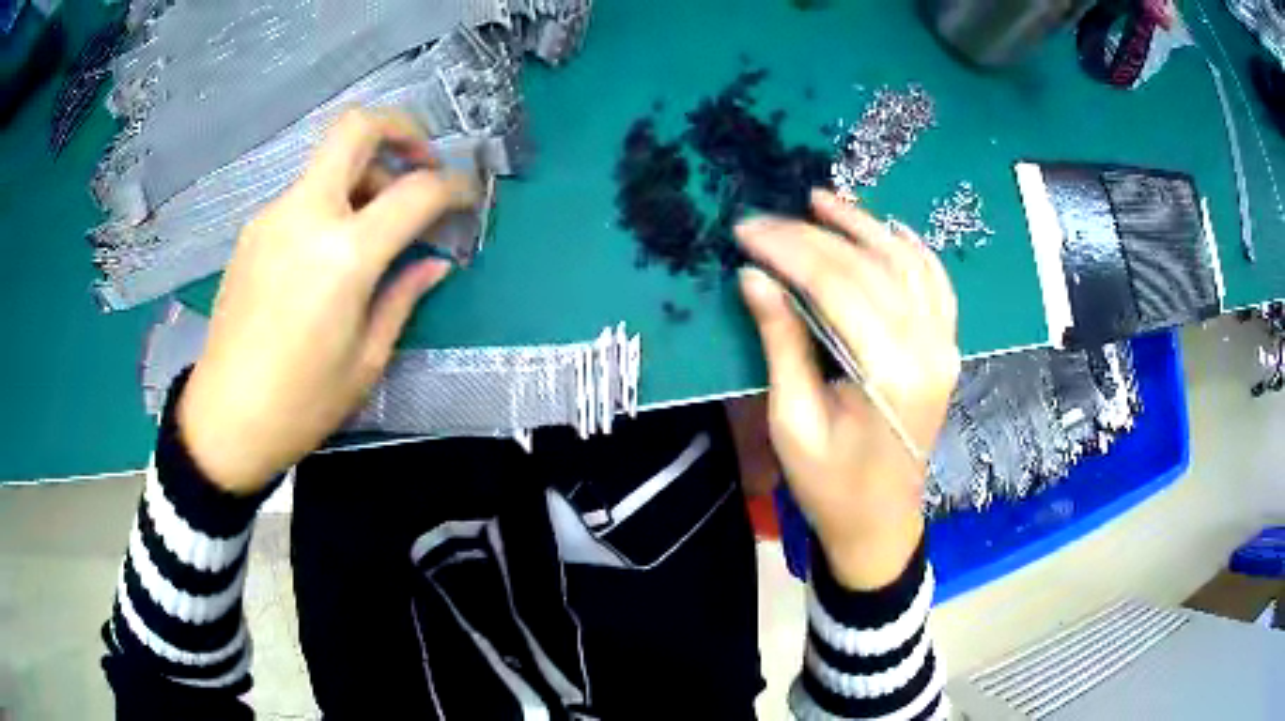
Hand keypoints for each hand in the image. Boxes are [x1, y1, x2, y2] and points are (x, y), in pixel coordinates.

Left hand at [179, 109, 479, 494]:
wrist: (225, 418)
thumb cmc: (302, 403)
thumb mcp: (367, 359)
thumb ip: (403, 296)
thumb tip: (434, 263)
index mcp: (343, 255)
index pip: (415, 191)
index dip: (453, 188)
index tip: (466, 200)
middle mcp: (306, 216)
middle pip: (356, 128)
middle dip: (401, 129)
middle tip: (422, 162)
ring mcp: (273, 216)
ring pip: (329, 160)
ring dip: (365, 172)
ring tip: (377, 225)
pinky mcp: (254, 230)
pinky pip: (305, 193)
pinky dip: (333, 200)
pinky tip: (333, 249)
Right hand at [735, 190, 959, 589]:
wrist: (880, 524)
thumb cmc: (830, 485)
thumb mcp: (792, 421)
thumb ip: (781, 342)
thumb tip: (755, 277)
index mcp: (890, 373)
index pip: (836, 285)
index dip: (788, 249)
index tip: (745, 230)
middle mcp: (928, 349)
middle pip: (869, 267)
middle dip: (813, 235)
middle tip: (766, 218)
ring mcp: (944, 346)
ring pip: (907, 264)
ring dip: (864, 227)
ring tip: (822, 201)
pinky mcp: (946, 349)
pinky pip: (935, 284)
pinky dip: (911, 250)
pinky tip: (887, 228)